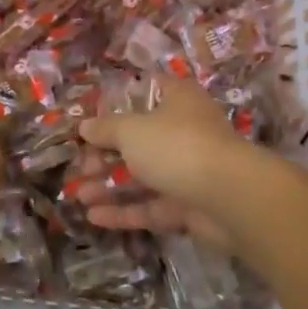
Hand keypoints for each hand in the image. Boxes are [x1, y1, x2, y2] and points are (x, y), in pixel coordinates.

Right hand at [76, 76, 254, 242]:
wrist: (230, 197)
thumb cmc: (176, 146)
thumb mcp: (131, 130)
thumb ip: (106, 129)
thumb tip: (85, 127)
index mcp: (178, 101)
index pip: (148, 91)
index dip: (119, 102)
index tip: (92, 115)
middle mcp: (185, 132)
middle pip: (140, 140)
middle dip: (106, 154)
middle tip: (79, 165)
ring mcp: (188, 171)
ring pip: (143, 176)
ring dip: (110, 185)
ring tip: (77, 194)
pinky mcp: (189, 207)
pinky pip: (151, 206)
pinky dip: (124, 211)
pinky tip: (93, 217)